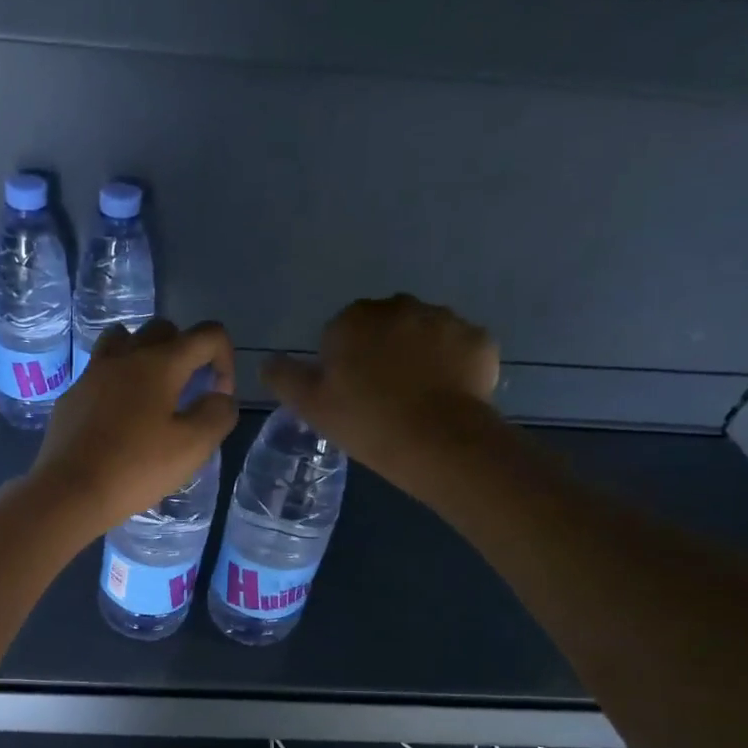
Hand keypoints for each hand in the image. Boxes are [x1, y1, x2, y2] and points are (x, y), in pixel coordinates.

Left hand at [30, 320, 238, 534]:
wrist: (70, 491)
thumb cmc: (136, 468)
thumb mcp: (193, 447)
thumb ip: (218, 415)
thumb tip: (220, 397)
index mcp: (160, 363)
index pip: (207, 334)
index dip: (225, 359)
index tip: (218, 397)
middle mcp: (125, 356)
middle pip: (164, 329)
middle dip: (186, 353)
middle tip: (188, 392)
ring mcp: (92, 373)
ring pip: (124, 340)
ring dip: (145, 355)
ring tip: (151, 393)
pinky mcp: (72, 396)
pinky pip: (100, 372)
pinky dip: (117, 382)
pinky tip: (118, 419)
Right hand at [262, 294, 499, 482]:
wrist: (439, 442)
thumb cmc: (366, 422)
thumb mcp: (310, 406)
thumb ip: (284, 377)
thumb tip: (268, 361)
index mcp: (354, 318)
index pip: (340, 332)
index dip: (342, 363)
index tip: (348, 394)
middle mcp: (400, 306)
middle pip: (384, 326)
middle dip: (381, 351)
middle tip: (381, 397)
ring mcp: (445, 319)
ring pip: (423, 334)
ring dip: (418, 355)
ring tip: (416, 399)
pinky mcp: (479, 339)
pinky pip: (458, 349)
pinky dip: (452, 366)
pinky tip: (445, 397)